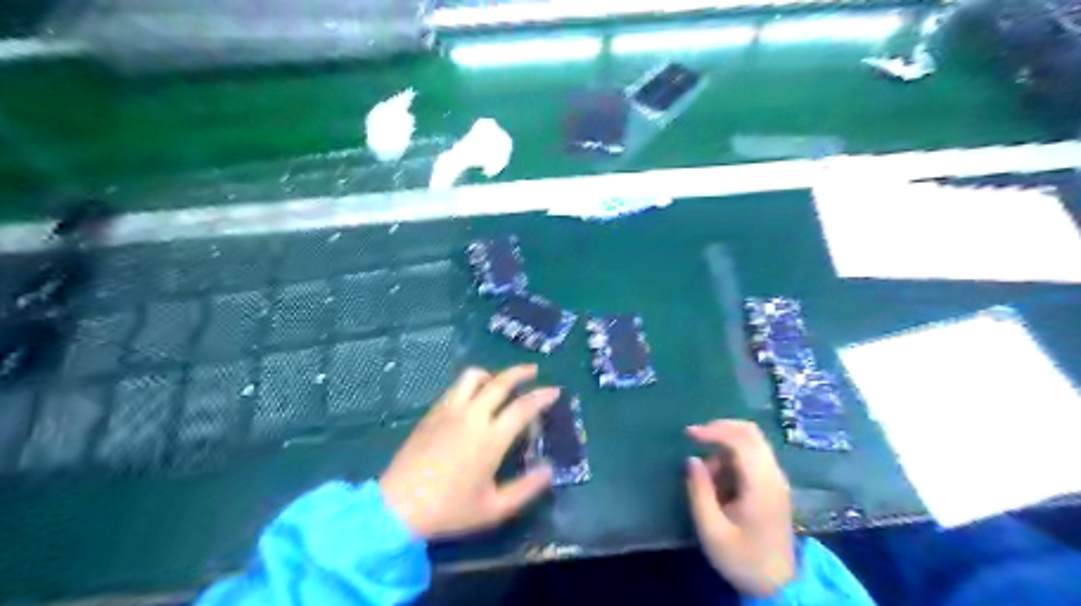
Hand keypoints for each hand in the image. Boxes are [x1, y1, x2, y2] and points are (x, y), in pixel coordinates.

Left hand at [380, 364, 556, 539]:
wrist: (398, 507)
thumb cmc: (450, 509)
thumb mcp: (495, 508)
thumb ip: (526, 489)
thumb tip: (549, 470)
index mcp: (491, 438)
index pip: (523, 407)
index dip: (542, 397)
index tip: (555, 391)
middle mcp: (472, 416)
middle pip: (500, 382)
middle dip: (520, 372)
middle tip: (533, 370)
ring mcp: (449, 411)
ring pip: (472, 377)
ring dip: (491, 374)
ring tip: (499, 381)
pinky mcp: (432, 414)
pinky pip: (455, 388)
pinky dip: (470, 385)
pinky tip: (473, 398)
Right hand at [688, 422, 795, 596]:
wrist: (778, 585)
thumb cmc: (743, 559)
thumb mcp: (712, 531)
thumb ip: (699, 492)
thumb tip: (692, 460)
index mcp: (761, 485)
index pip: (741, 441)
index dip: (714, 431)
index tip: (688, 434)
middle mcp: (773, 475)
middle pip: (750, 432)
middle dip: (720, 428)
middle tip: (695, 437)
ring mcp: (776, 478)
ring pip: (751, 441)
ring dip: (725, 446)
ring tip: (708, 477)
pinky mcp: (773, 484)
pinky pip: (752, 455)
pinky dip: (731, 457)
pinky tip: (720, 480)